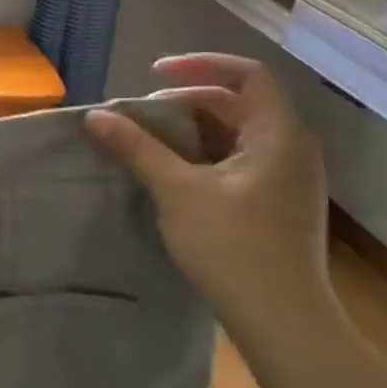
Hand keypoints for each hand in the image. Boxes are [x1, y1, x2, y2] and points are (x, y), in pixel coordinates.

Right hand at [85, 54, 333, 342]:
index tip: (153, 74)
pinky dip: (202, 155)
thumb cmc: (234, 247)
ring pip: (235, 134)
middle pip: (238, 103)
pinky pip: (237, 160)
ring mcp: (287, 179)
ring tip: (148, 143)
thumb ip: (137, 148)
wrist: (283, 322)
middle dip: (186, 102)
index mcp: (279, 136)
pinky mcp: (276, 203)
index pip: (248, 75)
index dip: (200, 65)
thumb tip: (96, 115)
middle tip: (140, 116)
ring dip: (190, 130)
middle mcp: (291, 149)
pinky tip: (171, 175)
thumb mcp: (177, 191)